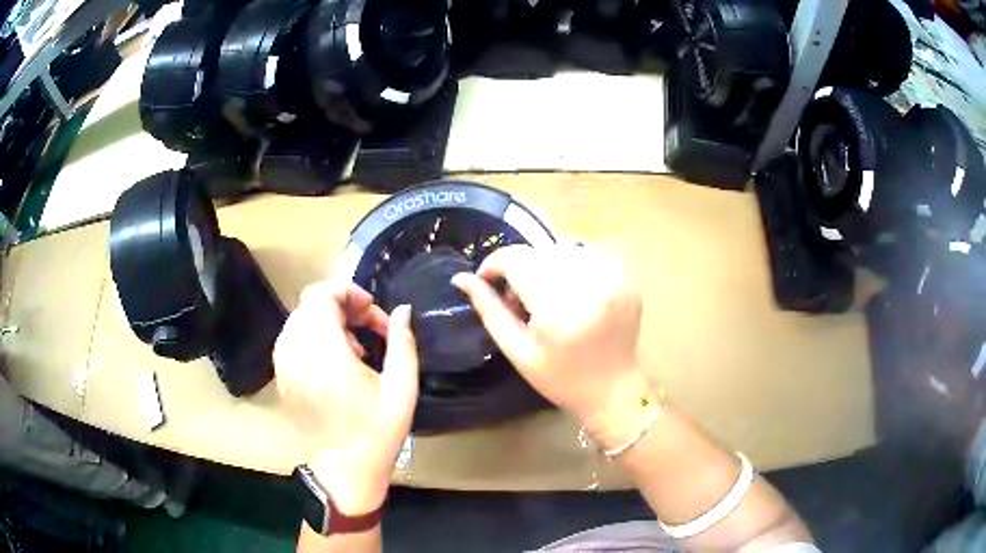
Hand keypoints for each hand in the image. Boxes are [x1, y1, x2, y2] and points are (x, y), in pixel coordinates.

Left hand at [275, 279, 417, 514]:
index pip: (322, 295)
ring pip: (301, 318)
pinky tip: (336, 363)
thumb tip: (403, 310)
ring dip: (328, 321)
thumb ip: (403, 344)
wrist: (343, 471)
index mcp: (324, 353)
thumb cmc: (376, 434)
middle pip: (310, 302)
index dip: (350, 293)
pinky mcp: (280, 376)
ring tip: (355, 348)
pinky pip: (293, 338)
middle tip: (369, 329)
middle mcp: (295, 352)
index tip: (374, 314)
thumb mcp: (401, 390)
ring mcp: (283, 364)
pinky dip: (314, 336)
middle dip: (343, 305)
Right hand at [452, 244, 652, 447]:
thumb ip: (489, 309)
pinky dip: (572, 264)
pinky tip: (570, 290)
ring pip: (563, 248)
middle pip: (539, 252)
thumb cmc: (559, 378)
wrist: (612, 390)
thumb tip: (461, 278)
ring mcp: (613, 279)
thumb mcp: (517, 350)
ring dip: (546, 264)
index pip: (517, 260)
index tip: (487, 280)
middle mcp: (590, 285)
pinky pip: (588, 254)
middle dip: (521, 268)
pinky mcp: (625, 278)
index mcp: (560, 308)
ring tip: (546, 295)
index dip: (495, 264)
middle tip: (518, 299)